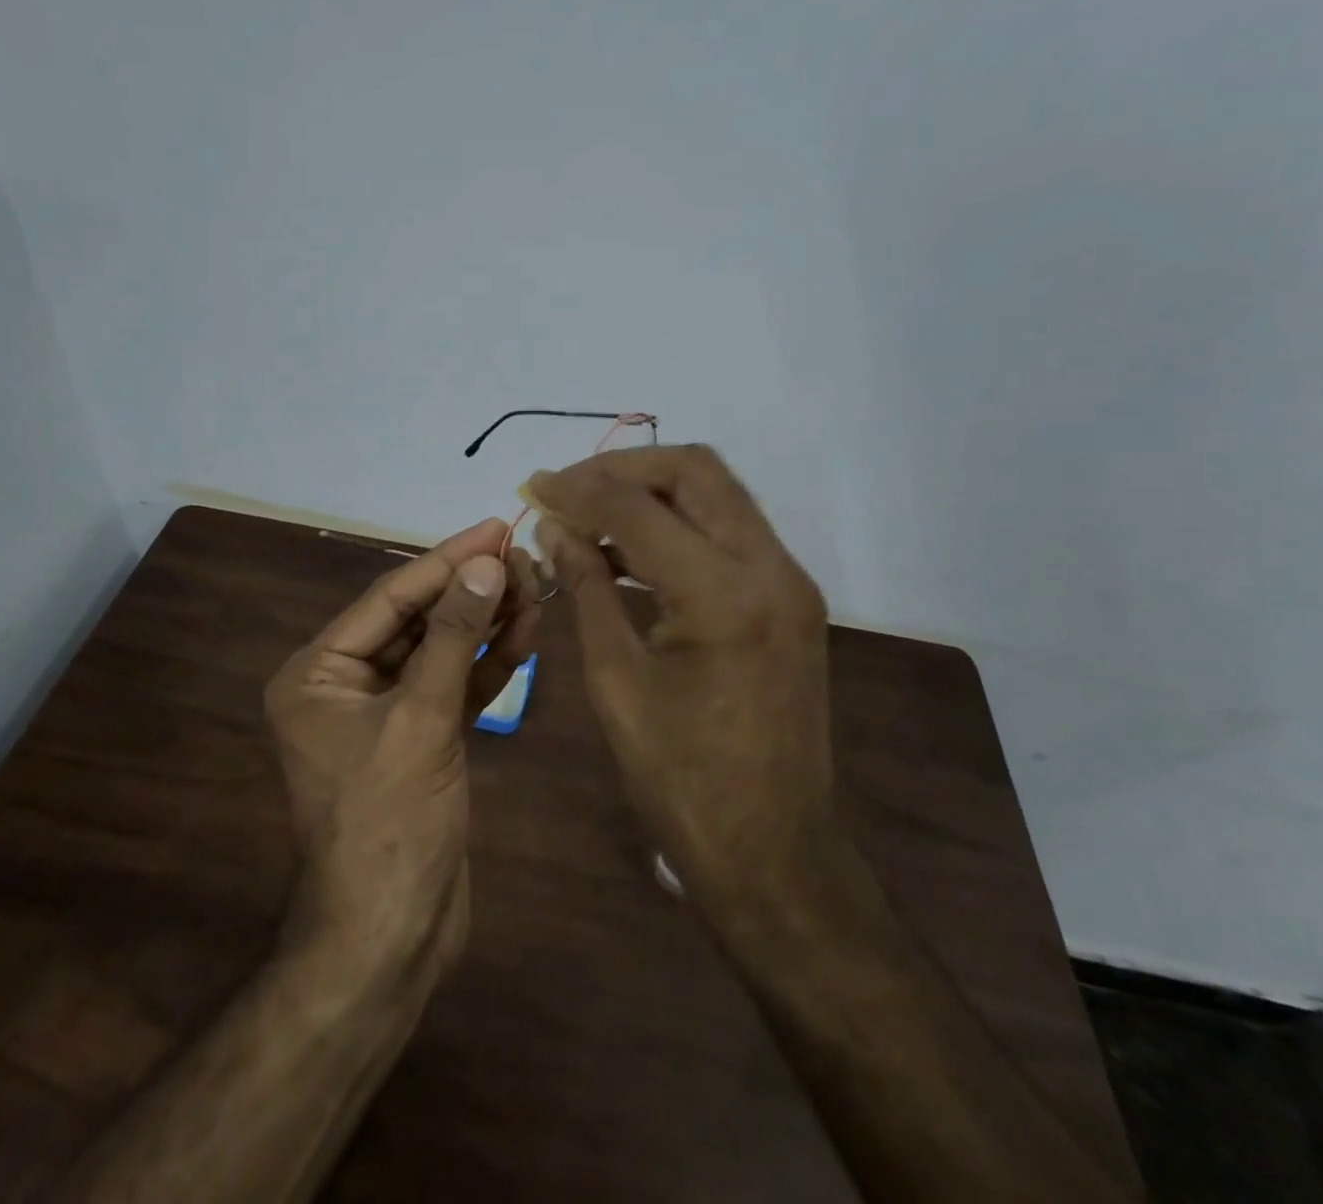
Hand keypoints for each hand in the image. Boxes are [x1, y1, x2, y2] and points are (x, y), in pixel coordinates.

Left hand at [264, 519, 539, 981]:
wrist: (391, 937)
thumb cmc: (389, 823)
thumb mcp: (421, 720)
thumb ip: (453, 637)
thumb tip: (486, 563)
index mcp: (316, 672)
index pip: (389, 598)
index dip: (445, 560)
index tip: (494, 527)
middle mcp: (343, 684)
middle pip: (416, 620)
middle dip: (470, 591)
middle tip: (525, 556)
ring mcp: (384, 713)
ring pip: (439, 652)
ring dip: (484, 622)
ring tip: (535, 587)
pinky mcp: (420, 739)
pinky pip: (453, 687)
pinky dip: (486, 664)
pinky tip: (525, 633)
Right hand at [529, 446, 832, 915]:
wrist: (773, 852)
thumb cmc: (681, 780)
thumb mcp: (615, 681)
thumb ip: (586, 589)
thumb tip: (553, 528)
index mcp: (724, 596)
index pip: (640, 509)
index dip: (578, 490)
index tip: (532, 488)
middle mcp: (771, 570)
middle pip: (696, 471)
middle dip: (622, 469)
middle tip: (566, 488)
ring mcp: (790, 583)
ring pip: (717, 494)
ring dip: (651, 493)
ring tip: (587, 513)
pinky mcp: (790, 600)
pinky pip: (729, 533)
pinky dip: (677, 526)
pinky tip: (627, 550)